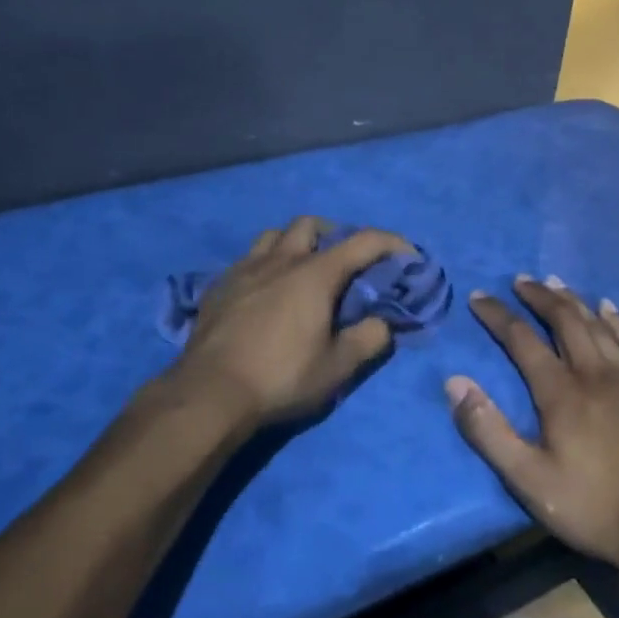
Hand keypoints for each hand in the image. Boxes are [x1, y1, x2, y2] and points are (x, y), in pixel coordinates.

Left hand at [168, 216, 411, 433]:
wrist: (210, 392)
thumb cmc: (281, 377)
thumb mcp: (337, 367)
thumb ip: (368, 339)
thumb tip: (382, 323)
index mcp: (314, 274)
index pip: (363, 241)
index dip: (391, 243)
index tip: (407, 255)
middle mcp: (280, 260)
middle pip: (310, 225)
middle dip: (334, 233)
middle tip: (345, 260)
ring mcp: (245, 269)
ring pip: (274, 236)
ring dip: (295, 243)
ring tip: (302, 269)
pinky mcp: (220, 286)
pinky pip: (248, 259)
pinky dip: (266, 264)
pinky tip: (265, 291)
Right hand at [447, 276, 618, 576]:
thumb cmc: (591, 507)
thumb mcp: (527, 479)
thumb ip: (488, 430)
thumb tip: (455, 383)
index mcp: (561, 393)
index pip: (522, 340)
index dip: (497, 316)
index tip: (478, 297)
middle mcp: (595, 374)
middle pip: (564, 321)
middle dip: (538, 297)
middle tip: (520, 280)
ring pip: (599, 325)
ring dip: (574, 301)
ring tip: (555, 283)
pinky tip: (609, 308)